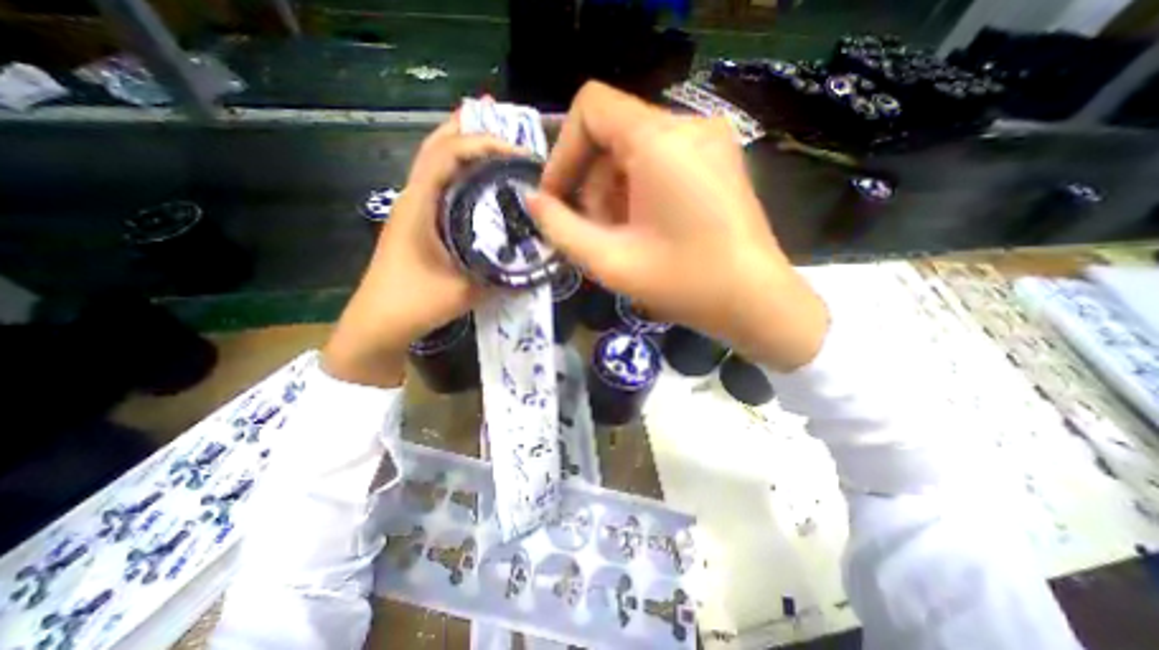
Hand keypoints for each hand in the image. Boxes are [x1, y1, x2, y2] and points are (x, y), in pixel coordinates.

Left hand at [323, 111, 518, 385]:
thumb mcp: (465, 291)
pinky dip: (460, 171)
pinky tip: (480, 179)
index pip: (448, 154)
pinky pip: (441, 184)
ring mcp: (413, 208)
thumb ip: (503, 275)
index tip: (520, 154)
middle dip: (468, 127)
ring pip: (437, 162)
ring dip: (463, 145)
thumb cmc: (414, 304)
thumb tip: (538, 260)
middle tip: (502, 120)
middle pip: (437, 146)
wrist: (378, 324)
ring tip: (495, 139)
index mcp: (420, 205)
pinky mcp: (418, 221)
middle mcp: (413, 197)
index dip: (484, 143)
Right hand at [530, 82, 826, 370]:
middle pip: (613, 133)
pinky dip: (639, 191)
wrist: (756, 302)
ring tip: (623, 237)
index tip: (557, 199)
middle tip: (594, 231)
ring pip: (635, 150)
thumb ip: (560, 228)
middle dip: (591, 183)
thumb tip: (533, 201)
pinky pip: (660, 161)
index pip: (591, 108)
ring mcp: (709, 141)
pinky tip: (646, 228)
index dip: (563, 152)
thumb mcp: (610, 261)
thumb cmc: (684, 283)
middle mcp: (688, 125)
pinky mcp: (718, 160)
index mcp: (661, 140)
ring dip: (615, 192)